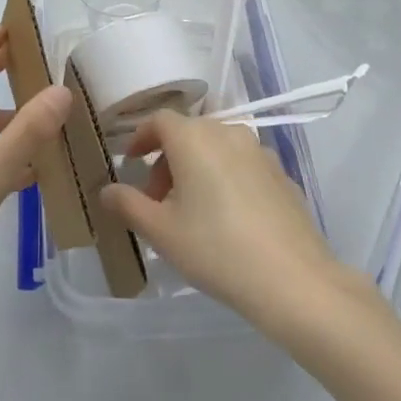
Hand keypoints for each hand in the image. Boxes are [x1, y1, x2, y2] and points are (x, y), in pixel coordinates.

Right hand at [100, 110, 341, 330]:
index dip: (141, 137)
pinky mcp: (281, 173)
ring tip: (192, 212)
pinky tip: (228, 219)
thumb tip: (106, 191)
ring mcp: (259, 151)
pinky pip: (242, 165)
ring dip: (197, 168)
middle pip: (188, 134)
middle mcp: (227, 132)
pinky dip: (225, 178)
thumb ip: (128, 205)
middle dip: (167, 160)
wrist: (293, 280)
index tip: (130, 162)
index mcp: (194, 138)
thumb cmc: (216, 249)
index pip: (159, 121)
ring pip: (216, 148)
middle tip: (157, 200)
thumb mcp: (161, 232)